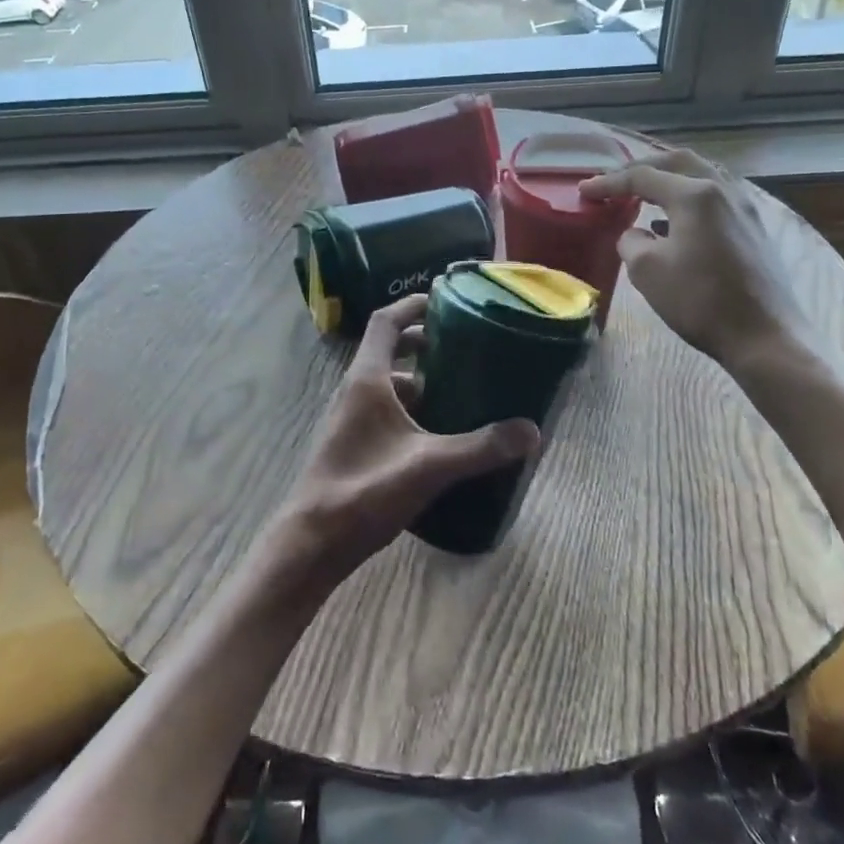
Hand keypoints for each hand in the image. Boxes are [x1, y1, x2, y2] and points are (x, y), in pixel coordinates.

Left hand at [264, 295, 539, 595]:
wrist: (312, 543)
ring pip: (388, 384)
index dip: (413, 305)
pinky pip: (385, 411)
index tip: (445, 300)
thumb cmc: (365, 490)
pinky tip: (439, 435)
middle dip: (425, 345)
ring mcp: (350, 418)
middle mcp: (355, 390)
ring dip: (421, 381)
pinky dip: (412, 410)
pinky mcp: (353, 444)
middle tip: (465, 349)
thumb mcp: (429, 466)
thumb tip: (531, 430)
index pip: (386, 322)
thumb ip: (481, 447)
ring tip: (461, 391)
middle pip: (389, 350)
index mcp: (367, 380)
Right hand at [581, 148, 818, 374]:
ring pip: (702, 175)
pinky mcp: (754, 228)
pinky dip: (688, 197)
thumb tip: (637, 234)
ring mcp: (744, 208)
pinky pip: (715, 197)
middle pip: (678, 162)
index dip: (609, 183)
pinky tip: (674, 221)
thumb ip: (631, 241)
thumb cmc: (700, 300)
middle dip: (643, 167)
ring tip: (645, 193)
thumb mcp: (647, 270)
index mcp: (695, 194)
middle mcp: (723, 190)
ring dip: (670, 179)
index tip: (584, 191)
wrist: (764, 336)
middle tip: (617, 180)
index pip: (643, 177)